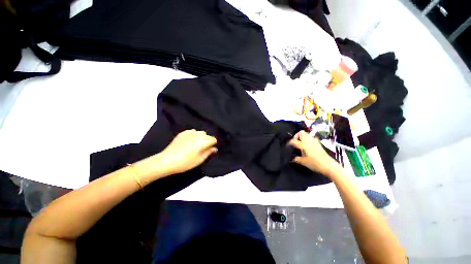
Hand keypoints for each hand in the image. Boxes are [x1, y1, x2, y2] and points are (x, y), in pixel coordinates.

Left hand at [157, 129, 217, 174]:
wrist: (168, 160)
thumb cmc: (186, 162)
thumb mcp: (200, 159)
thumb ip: (209, 152)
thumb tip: (214, 148)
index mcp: (204, 141)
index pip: (213, 139)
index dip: (212, 144)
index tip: (209, 149)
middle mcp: (198, 134)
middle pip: (207, 135)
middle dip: (206, 140)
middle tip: (202, 149)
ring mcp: (190, 132)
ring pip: (199, 133)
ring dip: (200, 137)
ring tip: (195, 145)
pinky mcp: (183, 133)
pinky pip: (192, 132)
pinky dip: (193, 135)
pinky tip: (188, 141)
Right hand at [288, 130, 341, 176]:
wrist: (328, 165)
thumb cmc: (314, 163)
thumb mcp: (303, 162)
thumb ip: (296, 159)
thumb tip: (292, 159)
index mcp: (303, 144)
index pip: (293, 141)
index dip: (289, 143)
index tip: (287, 146)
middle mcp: (308, 140)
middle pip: (301, 132)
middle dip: (296, 136)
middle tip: (295, 143)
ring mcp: (314, 141)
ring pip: (306, 134)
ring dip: (302, 137)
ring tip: (300, 144)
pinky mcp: (318, 143)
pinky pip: (311, 138)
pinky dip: (307, 140)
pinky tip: (307, 146)